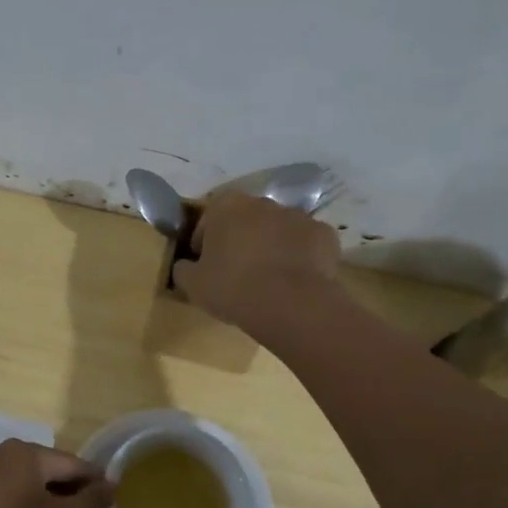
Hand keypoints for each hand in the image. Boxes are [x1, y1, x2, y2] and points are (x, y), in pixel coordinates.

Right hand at [173, 192, 341, 335]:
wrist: (293, 304)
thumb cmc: (234, 288)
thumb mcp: (192, 285)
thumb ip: (182, 270)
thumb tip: (184, 266)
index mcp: (225, 206)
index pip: (206, 221)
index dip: (203, 245)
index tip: (205, 268)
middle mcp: (262, 202)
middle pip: (244, 221)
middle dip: (239, 241)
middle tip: (236, 273)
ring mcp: (297, 215)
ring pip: (276, 230)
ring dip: (270, 247)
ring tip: (267, 280)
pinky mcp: (324, 234)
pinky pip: (305, 244)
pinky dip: (299, 257)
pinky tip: (294, 281)